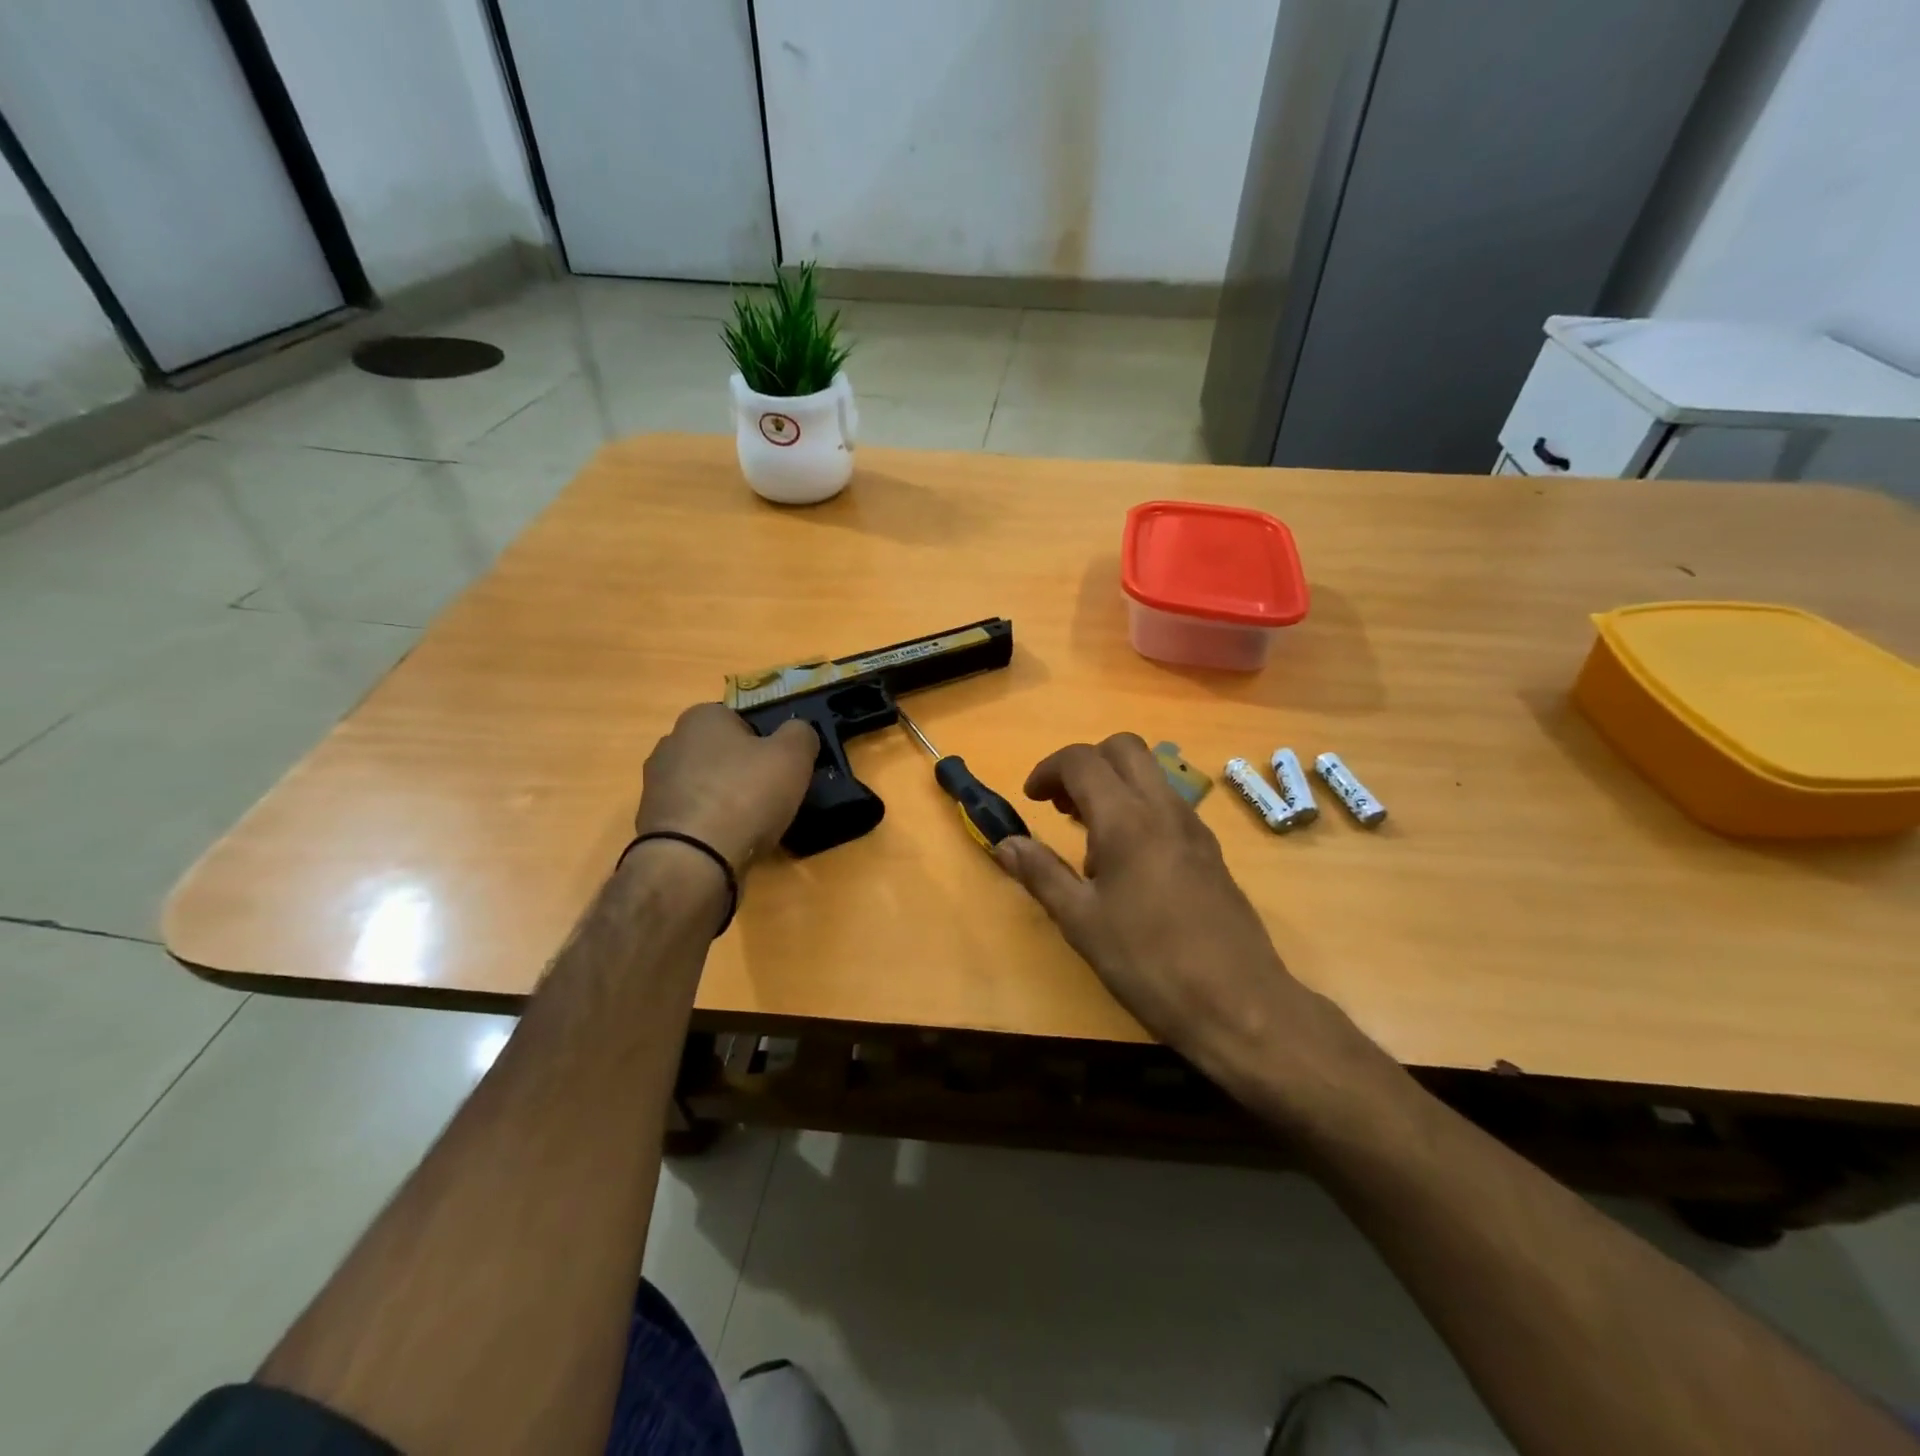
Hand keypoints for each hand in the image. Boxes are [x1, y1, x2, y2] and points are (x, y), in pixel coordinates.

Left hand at [634, 704, 817, 872]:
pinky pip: (692, 816)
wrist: (692, 860)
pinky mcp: (651, 821)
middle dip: (742, 771)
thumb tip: (798, 733)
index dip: (766, 743)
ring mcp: (655, 784)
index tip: (780, 769)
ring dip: (725, 800)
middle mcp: (671, 742)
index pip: (741, 720)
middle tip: (770, 796)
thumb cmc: (745, 795)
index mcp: (701, 717)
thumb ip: (801, 734)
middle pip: (721, 753)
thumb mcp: (793, 756)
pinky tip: (726, 842)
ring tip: (751, 825)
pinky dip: (709, 825)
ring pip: (705, 785)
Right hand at [995, 734, 1385, 1119]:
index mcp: (1127, 819)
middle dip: (1085, 764)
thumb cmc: (1148, 962)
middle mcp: (1164, 809)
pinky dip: (1138, 809)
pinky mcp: (1210, 851)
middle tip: (1061, 805)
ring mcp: (1194, 828)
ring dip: (1113, 785)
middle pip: (1123, 748)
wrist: (1239, 1004)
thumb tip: (1006, 843)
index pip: (1082, 760)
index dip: (1048, 769)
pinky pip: (1168, 805)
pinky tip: (1127, 864)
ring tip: (1087, 838)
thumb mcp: (1081, 922)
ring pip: (1150, 773)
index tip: (1031, 800)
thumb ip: (1041, 873)